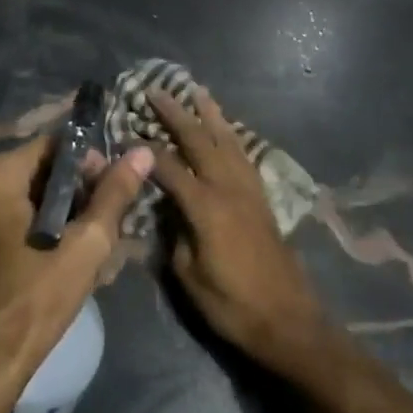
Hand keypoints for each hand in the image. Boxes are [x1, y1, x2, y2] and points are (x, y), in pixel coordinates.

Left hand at [0, 134, 152, 372]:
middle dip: (84, 192)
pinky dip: (53, 227)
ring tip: (99, 243)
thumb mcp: (87, 242)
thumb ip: (114, 193)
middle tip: (111, 222)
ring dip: (72, 214)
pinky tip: (77, 255)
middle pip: (48, 169)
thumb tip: (142, 152)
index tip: (116, 192)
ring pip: (40, 195)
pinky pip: (26, 214)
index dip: (93, 163)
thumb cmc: (39, 295)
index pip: (58, 144)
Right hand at [146, 85, 333, 375]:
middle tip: (157, 91)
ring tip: (199, 92)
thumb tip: (167, 209)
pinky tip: (228, 130)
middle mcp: (228, 189)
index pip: (169, 167)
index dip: (144, 150)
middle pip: (200, 141)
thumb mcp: (187, 275)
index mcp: (205, 206)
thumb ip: (174, 234)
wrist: (288, 321)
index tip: (124, 132)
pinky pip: (245, 156)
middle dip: (177, 114)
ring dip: (211, 115)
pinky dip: (232, 137)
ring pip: (228, 141)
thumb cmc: (231, 304)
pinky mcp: (262, 200)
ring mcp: (249, 191)